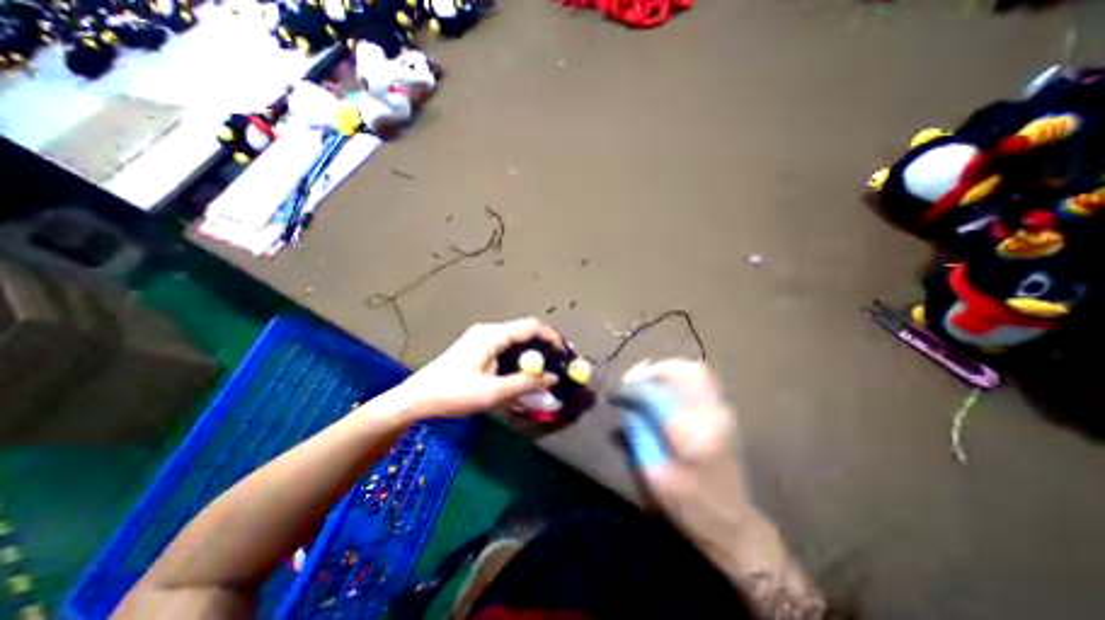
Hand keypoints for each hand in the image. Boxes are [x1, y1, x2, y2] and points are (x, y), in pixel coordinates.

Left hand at [391, 318, 560, 418]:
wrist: (416, 398)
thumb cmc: (453, 393)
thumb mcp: (493, 392)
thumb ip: (526, 383)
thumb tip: (553, 378)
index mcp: (492, 335)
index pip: (531, 327)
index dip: (552, 337)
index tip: (566, 353)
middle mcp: (489, 330)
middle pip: (525, 330)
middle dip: (545, 345)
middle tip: (561, 361)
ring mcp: (481, 337)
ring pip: (516, 338)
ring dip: (533, 351)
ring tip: (548, 367)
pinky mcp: (477, 347)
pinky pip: (506, 346)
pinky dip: (520, 355)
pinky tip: (525, 369)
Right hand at [618, 361, 822, 617]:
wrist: (732, 522)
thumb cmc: (689, 505)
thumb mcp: (652, 475)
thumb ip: (638, 434)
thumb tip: (627, 403)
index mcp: (692, 436)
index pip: (656, 395)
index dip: (633, 388)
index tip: (619, 391)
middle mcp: (711, 415)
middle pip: (681, 372)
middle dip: (652, 370)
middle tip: (633, 378)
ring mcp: (722, 410)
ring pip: (694, 370)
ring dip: (666, 368)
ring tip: (647, 377)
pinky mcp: (724, 411)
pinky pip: (702, 378)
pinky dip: (680, 374)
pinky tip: (666, 383)